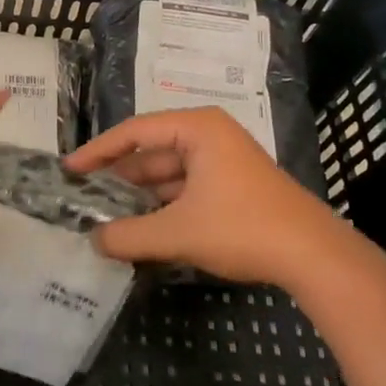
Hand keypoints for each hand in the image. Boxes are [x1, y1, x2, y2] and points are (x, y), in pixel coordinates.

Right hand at [65, 106, 356, 284]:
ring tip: (105, 215)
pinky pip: (185, 188)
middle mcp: (209, 135)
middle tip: (83, 196)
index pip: (134, 132)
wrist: (315, 257)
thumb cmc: (242, 228)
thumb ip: (128, 235)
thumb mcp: (177, 233)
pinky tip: (142, 227)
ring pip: (168, 173)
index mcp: (197, 128)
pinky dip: (163, 205)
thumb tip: (93, 240)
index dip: (98, 152)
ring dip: (140, 195)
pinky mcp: (233, 185)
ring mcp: (224, 160)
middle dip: (118, 177)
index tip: (70, 170)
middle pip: (151, 152)